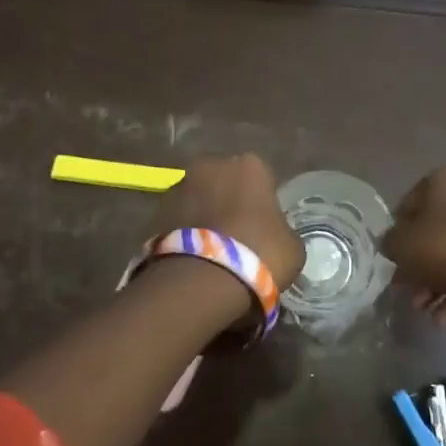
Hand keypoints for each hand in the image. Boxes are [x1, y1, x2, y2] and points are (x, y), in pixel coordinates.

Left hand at [152, 154, 303, 292]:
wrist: (201, 280)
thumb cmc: (259, 254)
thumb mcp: (292, 247)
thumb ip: (283, 231)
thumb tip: (274, 236)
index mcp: (250, 165)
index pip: (261, 178)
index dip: (262, 203)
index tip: (263, 227)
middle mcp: (211, 165)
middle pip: (224, 181)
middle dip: (228, 202)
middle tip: (236, 237)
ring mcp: (179, 186)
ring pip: (197, 199)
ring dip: (203, 216)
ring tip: (210, 252)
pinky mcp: (154, 212)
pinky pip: (177, 220)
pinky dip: (183, 233)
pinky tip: (192, 260)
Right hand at [381, 167, 445, 301]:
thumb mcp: (403, 246)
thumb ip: (390, 242)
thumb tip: (393, 244)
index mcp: (442, 180)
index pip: (406, 207)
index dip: (396, 237)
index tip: (393, 264)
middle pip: (432, 231)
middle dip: (419, 266)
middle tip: (410, 293)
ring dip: (435, 281)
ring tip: (426, 310)